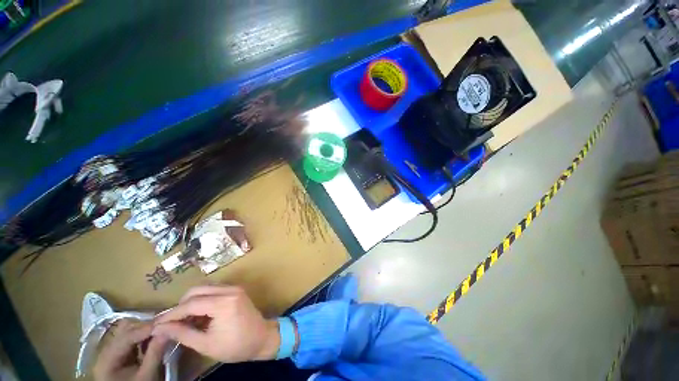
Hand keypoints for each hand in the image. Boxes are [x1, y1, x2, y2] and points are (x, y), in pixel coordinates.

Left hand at [94, 320, 168, 380]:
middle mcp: (106, 350)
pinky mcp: (118, 353)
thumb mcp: (147, 375)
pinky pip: (130, 337)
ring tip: (160, 332)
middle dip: (146, 326)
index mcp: (107, 358)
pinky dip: (142, 335)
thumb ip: (155, 353)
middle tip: (165, 327)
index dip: (147, 328)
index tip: (168, 322)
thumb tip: (168, 329)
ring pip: (127, 330)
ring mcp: (111, 351)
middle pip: (125, 329)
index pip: (127, 336)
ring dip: (144, 329)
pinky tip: (152, 339)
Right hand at [152, 285, 279, 362]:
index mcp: (223, 303)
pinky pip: (214, 290)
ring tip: (185, 321)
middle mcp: (229, 290)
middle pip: (197, 290)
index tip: (156, 325)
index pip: (191, 304)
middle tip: (172, 323)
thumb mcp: (206, 345)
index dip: (171, 314)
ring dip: (191, 302)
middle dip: (181, 305)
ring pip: (205, 288)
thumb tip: (160, 328)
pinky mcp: (236, 290)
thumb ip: (182, 334)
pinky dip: (203, 300)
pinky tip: (198, 315)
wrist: (262, 338)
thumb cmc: (235, 346)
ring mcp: (234, 288)